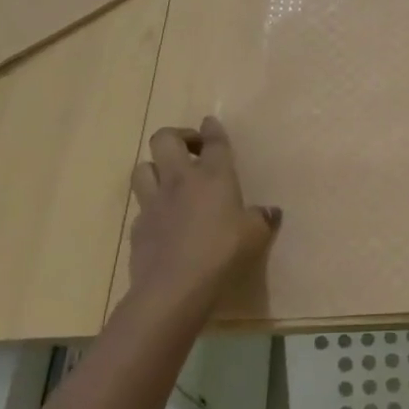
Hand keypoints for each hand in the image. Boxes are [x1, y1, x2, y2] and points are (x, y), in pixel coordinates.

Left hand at [127, 117, 280, 304]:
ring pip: (143, 167)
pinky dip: (151, 205)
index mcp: (214, 175)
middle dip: (177, 137)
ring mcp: (154, 202)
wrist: (174, 286)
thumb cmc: (222, 252)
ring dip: (156, 167)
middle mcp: (180, 180)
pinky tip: (163, 218)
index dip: (212, 129)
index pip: (213, 141)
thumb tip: (271, 212)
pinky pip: (141, 205)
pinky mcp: (137, 226)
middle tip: (191, 149)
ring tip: (170, 179)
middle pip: (165, 139)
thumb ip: (262, 219)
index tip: (210, 122)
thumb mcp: (255, 235)